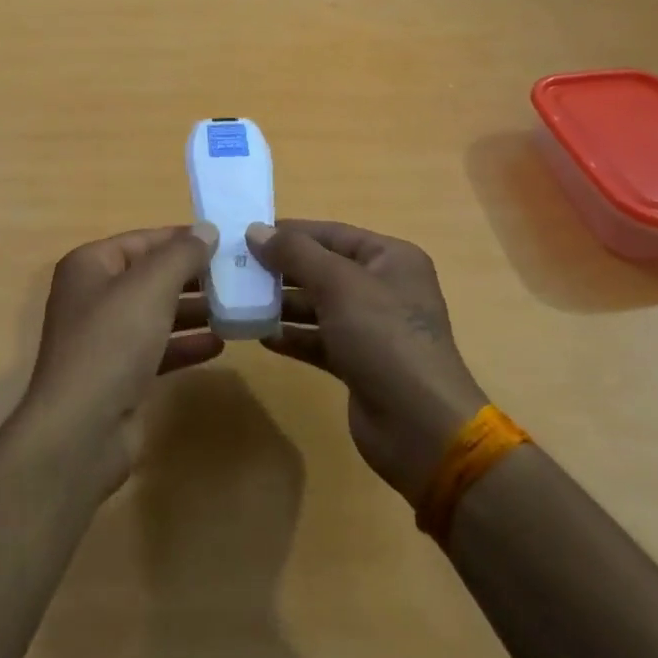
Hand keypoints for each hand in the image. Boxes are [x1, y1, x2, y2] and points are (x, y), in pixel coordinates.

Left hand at [20, 224, 222, 489]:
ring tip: (235, 306)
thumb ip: (182, 254)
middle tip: (238, 274)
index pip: (143, 239)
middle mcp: (93, 296)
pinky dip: (185, 344)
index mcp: (90, 265)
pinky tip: (219, 344)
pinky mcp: (119, 374)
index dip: (182, 238)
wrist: (81, 430)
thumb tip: (207, 230)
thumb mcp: (151, 286)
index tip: (225, 241)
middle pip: (150, 275)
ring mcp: (105, 337)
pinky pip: (157, 348)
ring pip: (156, 312)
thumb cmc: (112, 342)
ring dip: (193, 309)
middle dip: (192, 275)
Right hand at [249, 220, 487, 503]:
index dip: (290, 232)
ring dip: (283, 304)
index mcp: (390, 258)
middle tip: (237, 268)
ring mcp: (372, 328)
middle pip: (324, 269)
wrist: (420, 427)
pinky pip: (319, 340)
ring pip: (319, 305)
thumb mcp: (338, 284)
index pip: (332, 233)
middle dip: (282, 269)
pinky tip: (261, 336)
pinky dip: (293, 337)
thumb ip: (295, 253)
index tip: (247, 234)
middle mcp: (384, 287)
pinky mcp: (359, 363)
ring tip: (242, 301)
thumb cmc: (383, 338)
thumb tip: (255, 230)